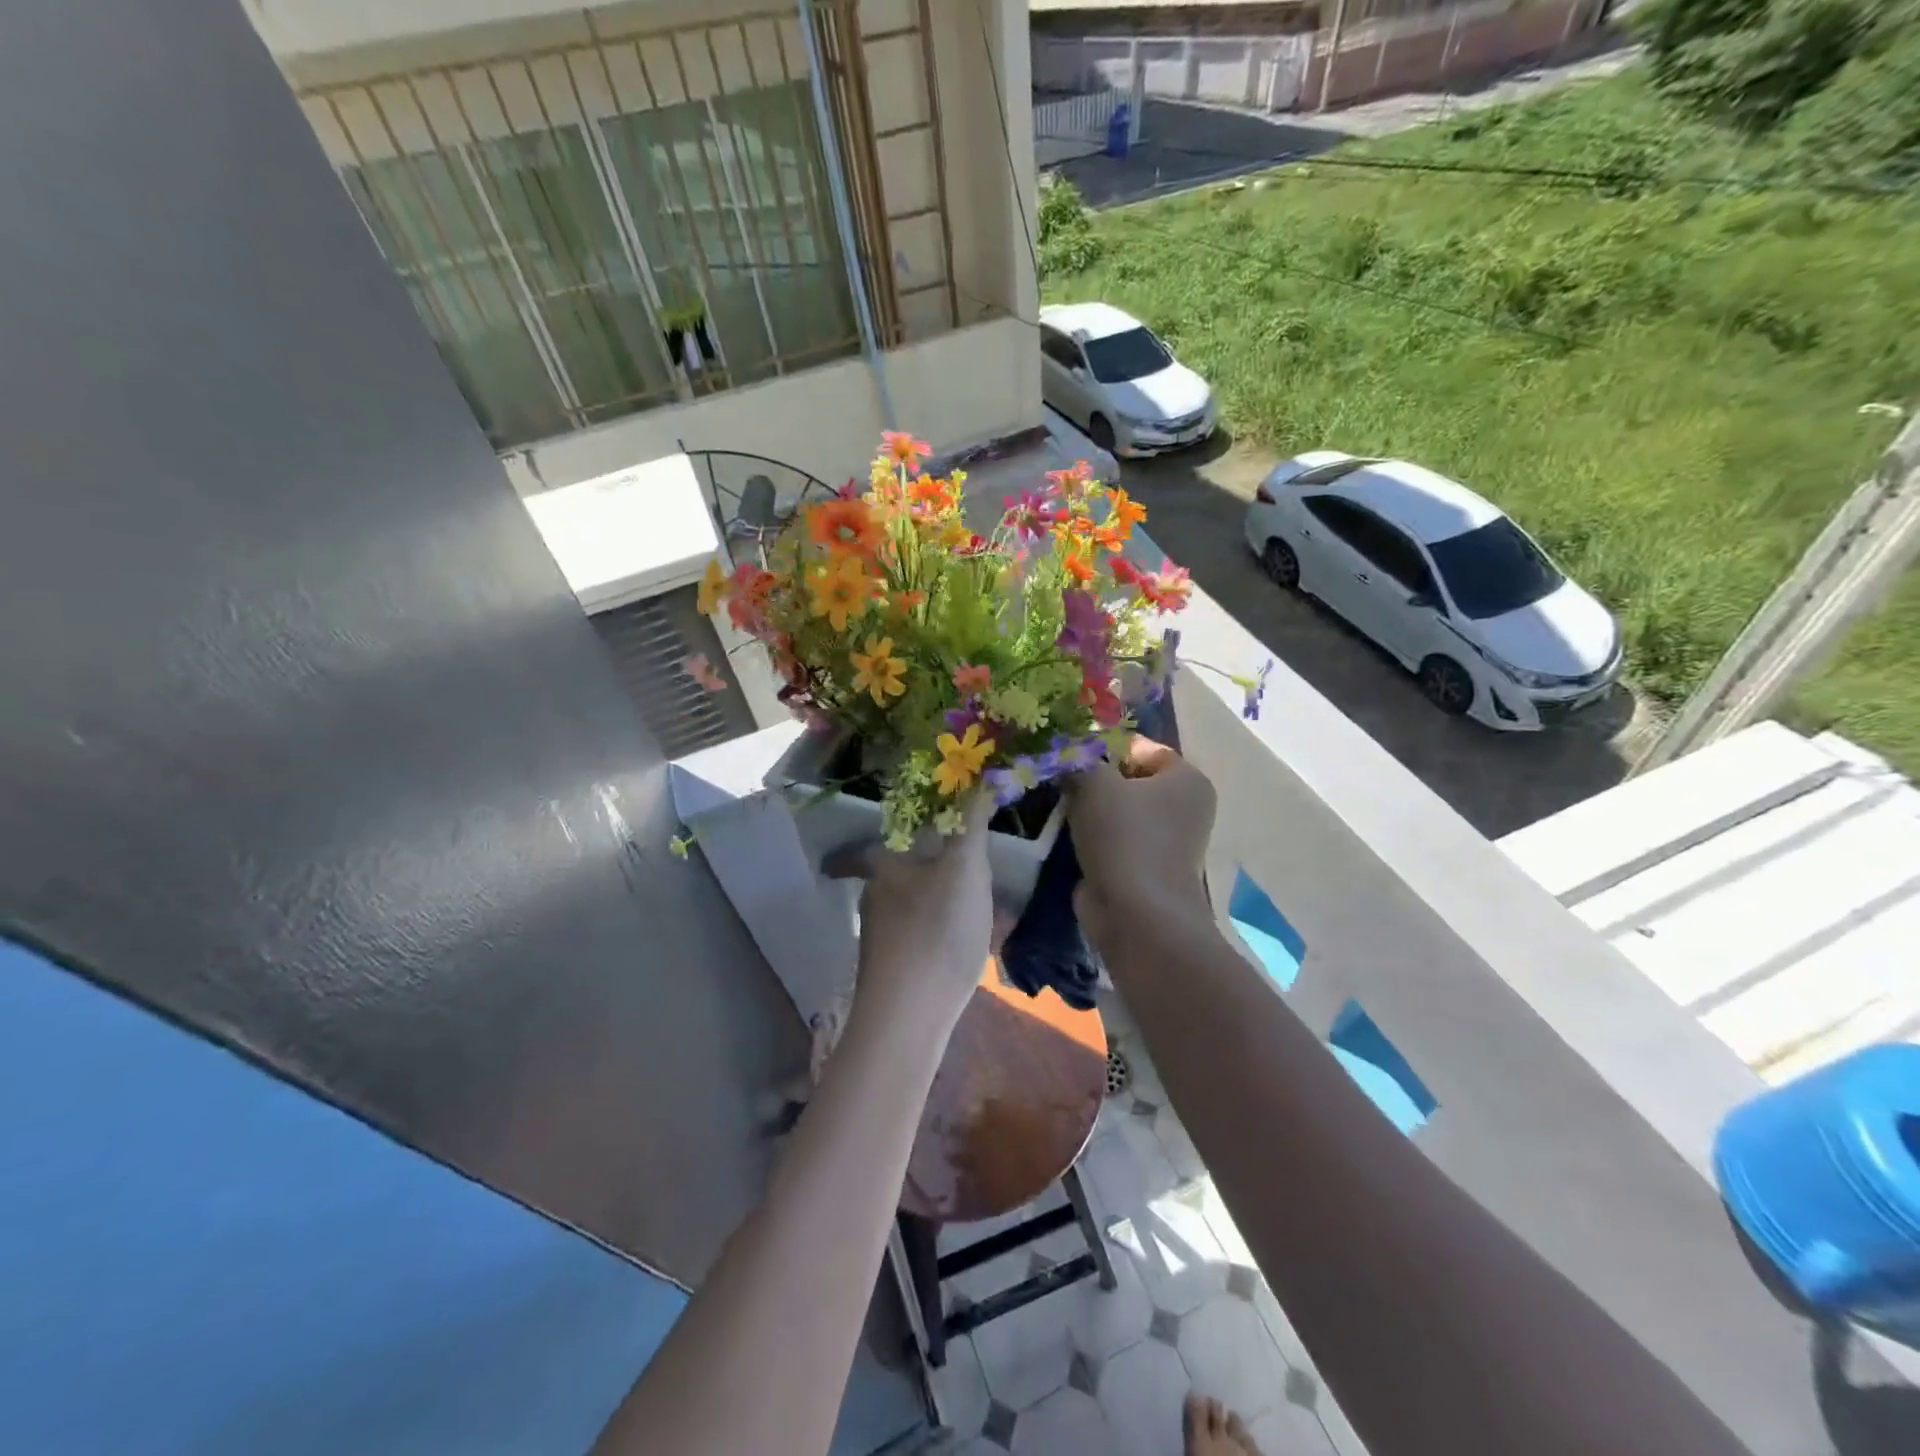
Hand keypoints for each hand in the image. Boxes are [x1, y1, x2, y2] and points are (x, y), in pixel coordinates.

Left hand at [825, 797, 995, 1029]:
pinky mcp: (893, 970)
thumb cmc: (937, 930)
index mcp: (887, 869)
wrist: (909, 1016)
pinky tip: (960, 946)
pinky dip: (935, 932)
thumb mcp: (965, 869)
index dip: (859, 845)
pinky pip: (917, 938)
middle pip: (892, 876)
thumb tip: (977, 779)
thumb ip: (971, 825)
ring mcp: (882, 939)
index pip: (864, 848)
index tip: (861, 845)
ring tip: (962, 907)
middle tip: (945, 866)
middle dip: (914, 869)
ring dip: (929, 901)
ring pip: (906, 908)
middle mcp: (876, 900)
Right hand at [1067, 736, 1215, 946]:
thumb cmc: (1124, 837)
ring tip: (1062, 809)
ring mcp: (1167, 841)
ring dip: (1091, 811)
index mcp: (1187, 778)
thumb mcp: (1095, 782)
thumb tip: (1067, 757)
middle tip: (1061, 782)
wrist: (1137, 915)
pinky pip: (1115, 840)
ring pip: (1119, 811)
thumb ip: (1079, 760)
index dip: (1104, 747)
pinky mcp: (1146, 868)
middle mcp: (1185, 807)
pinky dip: (1094, 838)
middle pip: (1130, 779)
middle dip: (1095, 780)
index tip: (1071, 758)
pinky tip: (1069, 837)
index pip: (1141, 747)